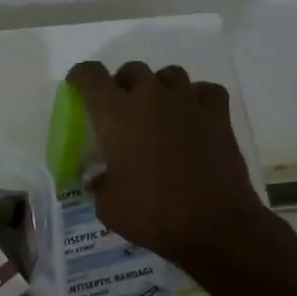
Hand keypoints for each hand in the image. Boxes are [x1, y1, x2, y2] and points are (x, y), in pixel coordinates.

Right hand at [65, 62, 273, 283]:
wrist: (214, 226)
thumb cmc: (151, 214)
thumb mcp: (107, 205)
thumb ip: (99, 183)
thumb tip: (99, 179)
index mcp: (115, 114)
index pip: (90, 75)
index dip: (80, 77)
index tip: (78, 89)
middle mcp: (149, 98)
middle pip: (132, 70)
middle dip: (122, 85)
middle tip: (121, 111)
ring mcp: (187, 102)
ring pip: (169, 74)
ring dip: (159, 88)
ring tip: (158, 111)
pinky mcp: (218, 115)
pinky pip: (204, 90)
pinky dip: (196, 98)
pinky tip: (192, 116)